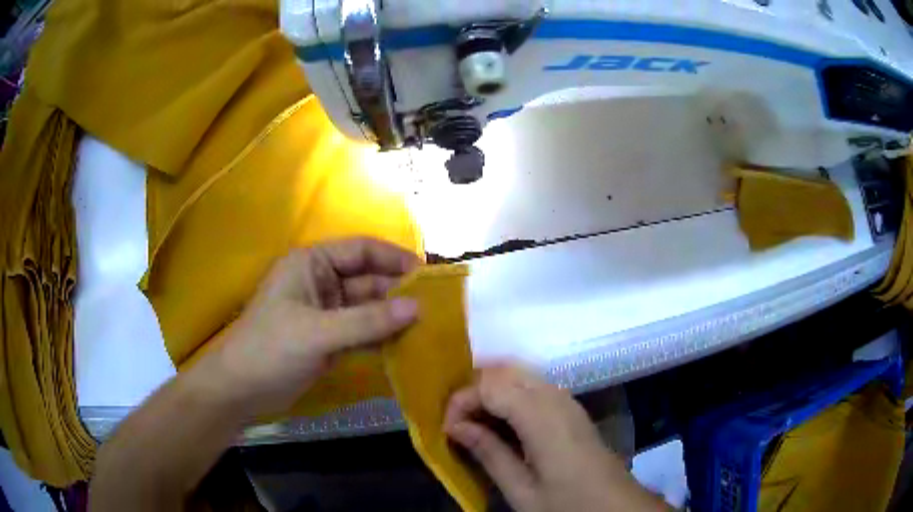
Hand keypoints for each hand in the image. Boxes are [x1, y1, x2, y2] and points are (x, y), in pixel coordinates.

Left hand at [200, 238, 420, 417]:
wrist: (240, 390)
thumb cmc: (271, 349)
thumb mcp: (318, 332)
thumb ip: (368, 321)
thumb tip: (417, 308)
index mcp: (312, 264)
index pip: (361, 250)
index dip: (395, 259)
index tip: (430, 275)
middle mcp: (321, 282)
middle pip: (368, 280)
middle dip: (399, 292)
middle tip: (437, 307)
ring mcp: (325, 313)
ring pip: (367, 308)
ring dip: (393, 316)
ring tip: (430, 327)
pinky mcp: (328, 339)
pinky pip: (362, 332)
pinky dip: (382, 337)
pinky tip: (406, 345)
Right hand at [444, 365, 667, 511]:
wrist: (616, 506)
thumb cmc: (568, 504)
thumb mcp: (522, 490)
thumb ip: (489, 453)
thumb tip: (455, 427)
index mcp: (542, 418)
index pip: (490, 385)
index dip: (461, 401)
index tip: (448, 430)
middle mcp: (556, 397)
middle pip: (505, 370)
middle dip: (474, 390)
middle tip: (457, 423)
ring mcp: (567, 400)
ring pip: (519, 374)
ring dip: (491, 391)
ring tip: (475, 423)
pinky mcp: (571, 408)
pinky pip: (533, 386)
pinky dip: (509, 395)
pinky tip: (502, 424)